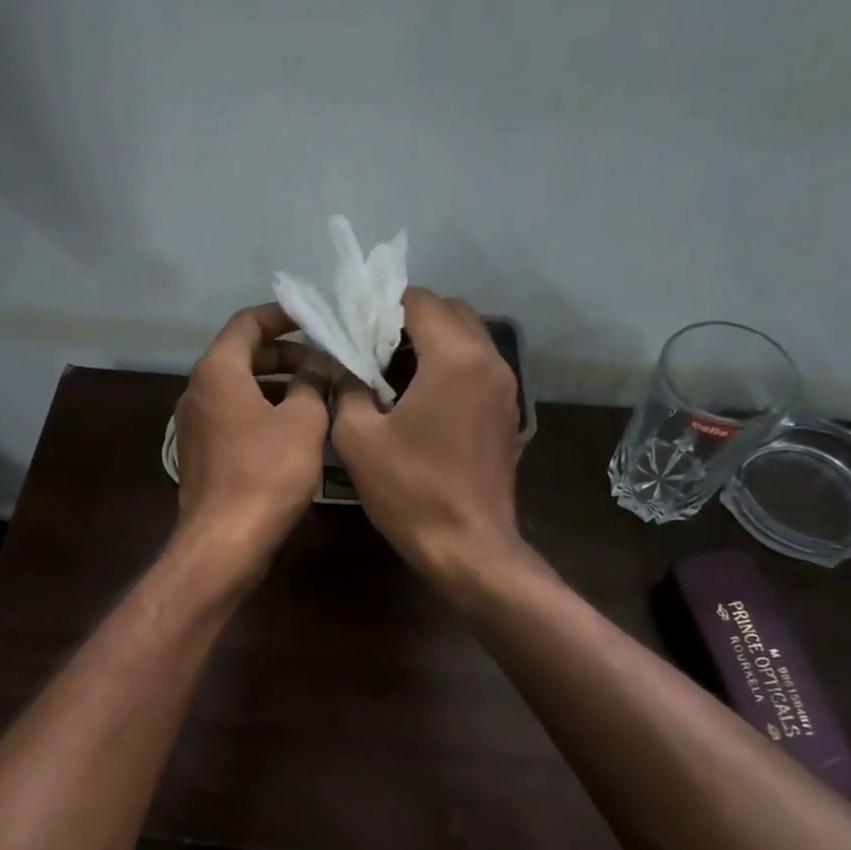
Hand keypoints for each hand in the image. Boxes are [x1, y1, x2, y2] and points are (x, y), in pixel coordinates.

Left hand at [173, 304, 328, 570]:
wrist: (225, 541)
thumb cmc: (267, 472)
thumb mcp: (303, 421)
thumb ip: (312, 383)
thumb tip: (317, 367)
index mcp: (217, 371)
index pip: (247, 322)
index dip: (282, 316)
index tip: (315, 320)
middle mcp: (198, 390)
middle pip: (242, 355)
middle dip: (286, 355)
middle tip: (325, 364)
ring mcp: (195, 424)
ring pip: (240, 389)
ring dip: (278, 386)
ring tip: (319, 396)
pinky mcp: (201, 453)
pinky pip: (234, 417)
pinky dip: (263, 412)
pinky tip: (296, 430)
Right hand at [331, 288, 525, 584]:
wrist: (469, 548)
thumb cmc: (410, 491)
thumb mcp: (358, 438)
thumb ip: (346, 387)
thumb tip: (343, 364)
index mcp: (454, 357)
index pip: (418, 301)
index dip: (381, 303)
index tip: (352, 322)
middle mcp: (488, 360)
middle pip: (450, 311)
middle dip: (408, 317)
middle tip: (369, 343)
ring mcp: (505, 387)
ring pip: (467, 338)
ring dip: (430, 340)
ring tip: (389, 368)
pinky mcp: (507, 413)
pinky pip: (476, 367)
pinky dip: (448, 365)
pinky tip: (418, 396)